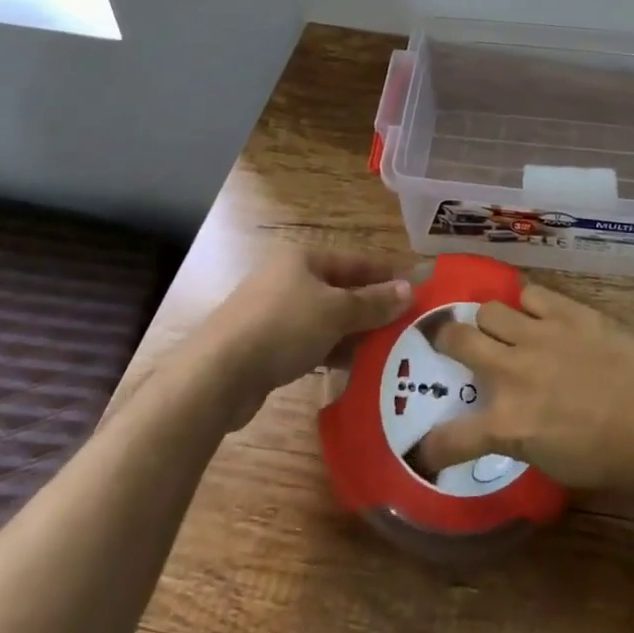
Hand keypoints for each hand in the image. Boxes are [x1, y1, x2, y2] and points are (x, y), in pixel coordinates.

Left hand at [197, 248, 412, 421]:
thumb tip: (408, 290)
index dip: (386, 272)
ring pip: (324, 318)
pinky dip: (330, 350)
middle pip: (339, 289)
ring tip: (386, 348)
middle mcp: (287, 279)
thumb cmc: (283, 327)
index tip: (415, 285)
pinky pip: (308, 341)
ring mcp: (272, 312)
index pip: (355, 260)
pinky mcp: (264, 345)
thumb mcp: (336, 312)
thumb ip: (373, 303)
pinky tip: (351, 366)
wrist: (218, 373)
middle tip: (404, 322)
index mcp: (303, 259)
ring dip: (353, 331)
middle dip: (371, 306)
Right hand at [415, 283, 633, 489]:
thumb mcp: (552, 463)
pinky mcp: (568, 311)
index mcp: (509, 424)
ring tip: (498, 326)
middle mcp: (514, 372)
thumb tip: (503, 419)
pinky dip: (527, 304)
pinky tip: (536, 314)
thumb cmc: (612, 457)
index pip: (451, 437)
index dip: (431, 445)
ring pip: (489, 309)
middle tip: (449, 343)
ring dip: (488, 320)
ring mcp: (541, 335)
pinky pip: (530, 293)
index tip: (426, 448)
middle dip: (444, 341)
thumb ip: (517, 434)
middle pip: (456, 339)